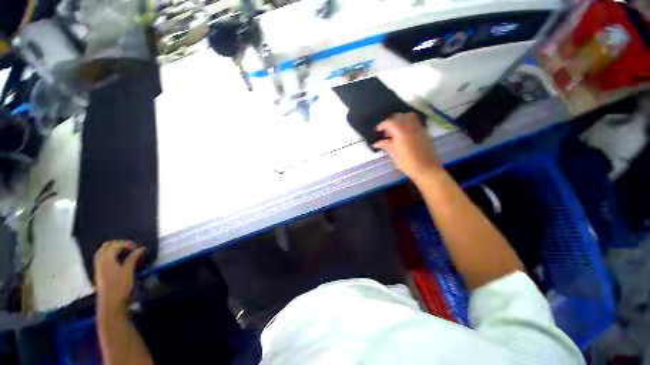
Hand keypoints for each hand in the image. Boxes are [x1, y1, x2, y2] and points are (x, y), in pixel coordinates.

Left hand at [94, 241, 144, 311]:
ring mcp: (98, 269)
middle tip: (129, 247)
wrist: (111, 304)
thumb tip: (141, 248)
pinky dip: (108, 256)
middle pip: (105, 247)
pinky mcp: (99, 275)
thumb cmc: (121, 286)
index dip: (126, 244)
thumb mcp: (129, 271)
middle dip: (117, 244)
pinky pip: (101, 260)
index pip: (115, 245)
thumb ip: (133, 258)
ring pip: (101, 253)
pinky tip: (117, 261)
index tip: (137, 248)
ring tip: (123, 253)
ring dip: (111, 250)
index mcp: (107, 260)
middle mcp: (101, 262)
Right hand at [373, 113, 441, 182]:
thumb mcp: (393, 154)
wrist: (426, 169)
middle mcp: (411, 126)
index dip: (382, 125)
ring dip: (401, 120)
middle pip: (400, 117)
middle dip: (391, 121)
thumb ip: (385, 145)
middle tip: (386, 130)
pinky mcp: (425, 133)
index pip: (390, 122)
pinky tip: (404, 135)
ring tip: (395, 130)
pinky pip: (415, 123)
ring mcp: (419, 129)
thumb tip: (377, 143)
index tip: (377, 130)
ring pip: (409, 117)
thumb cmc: (407, 162)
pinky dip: (408, 125)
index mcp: (401, 131)